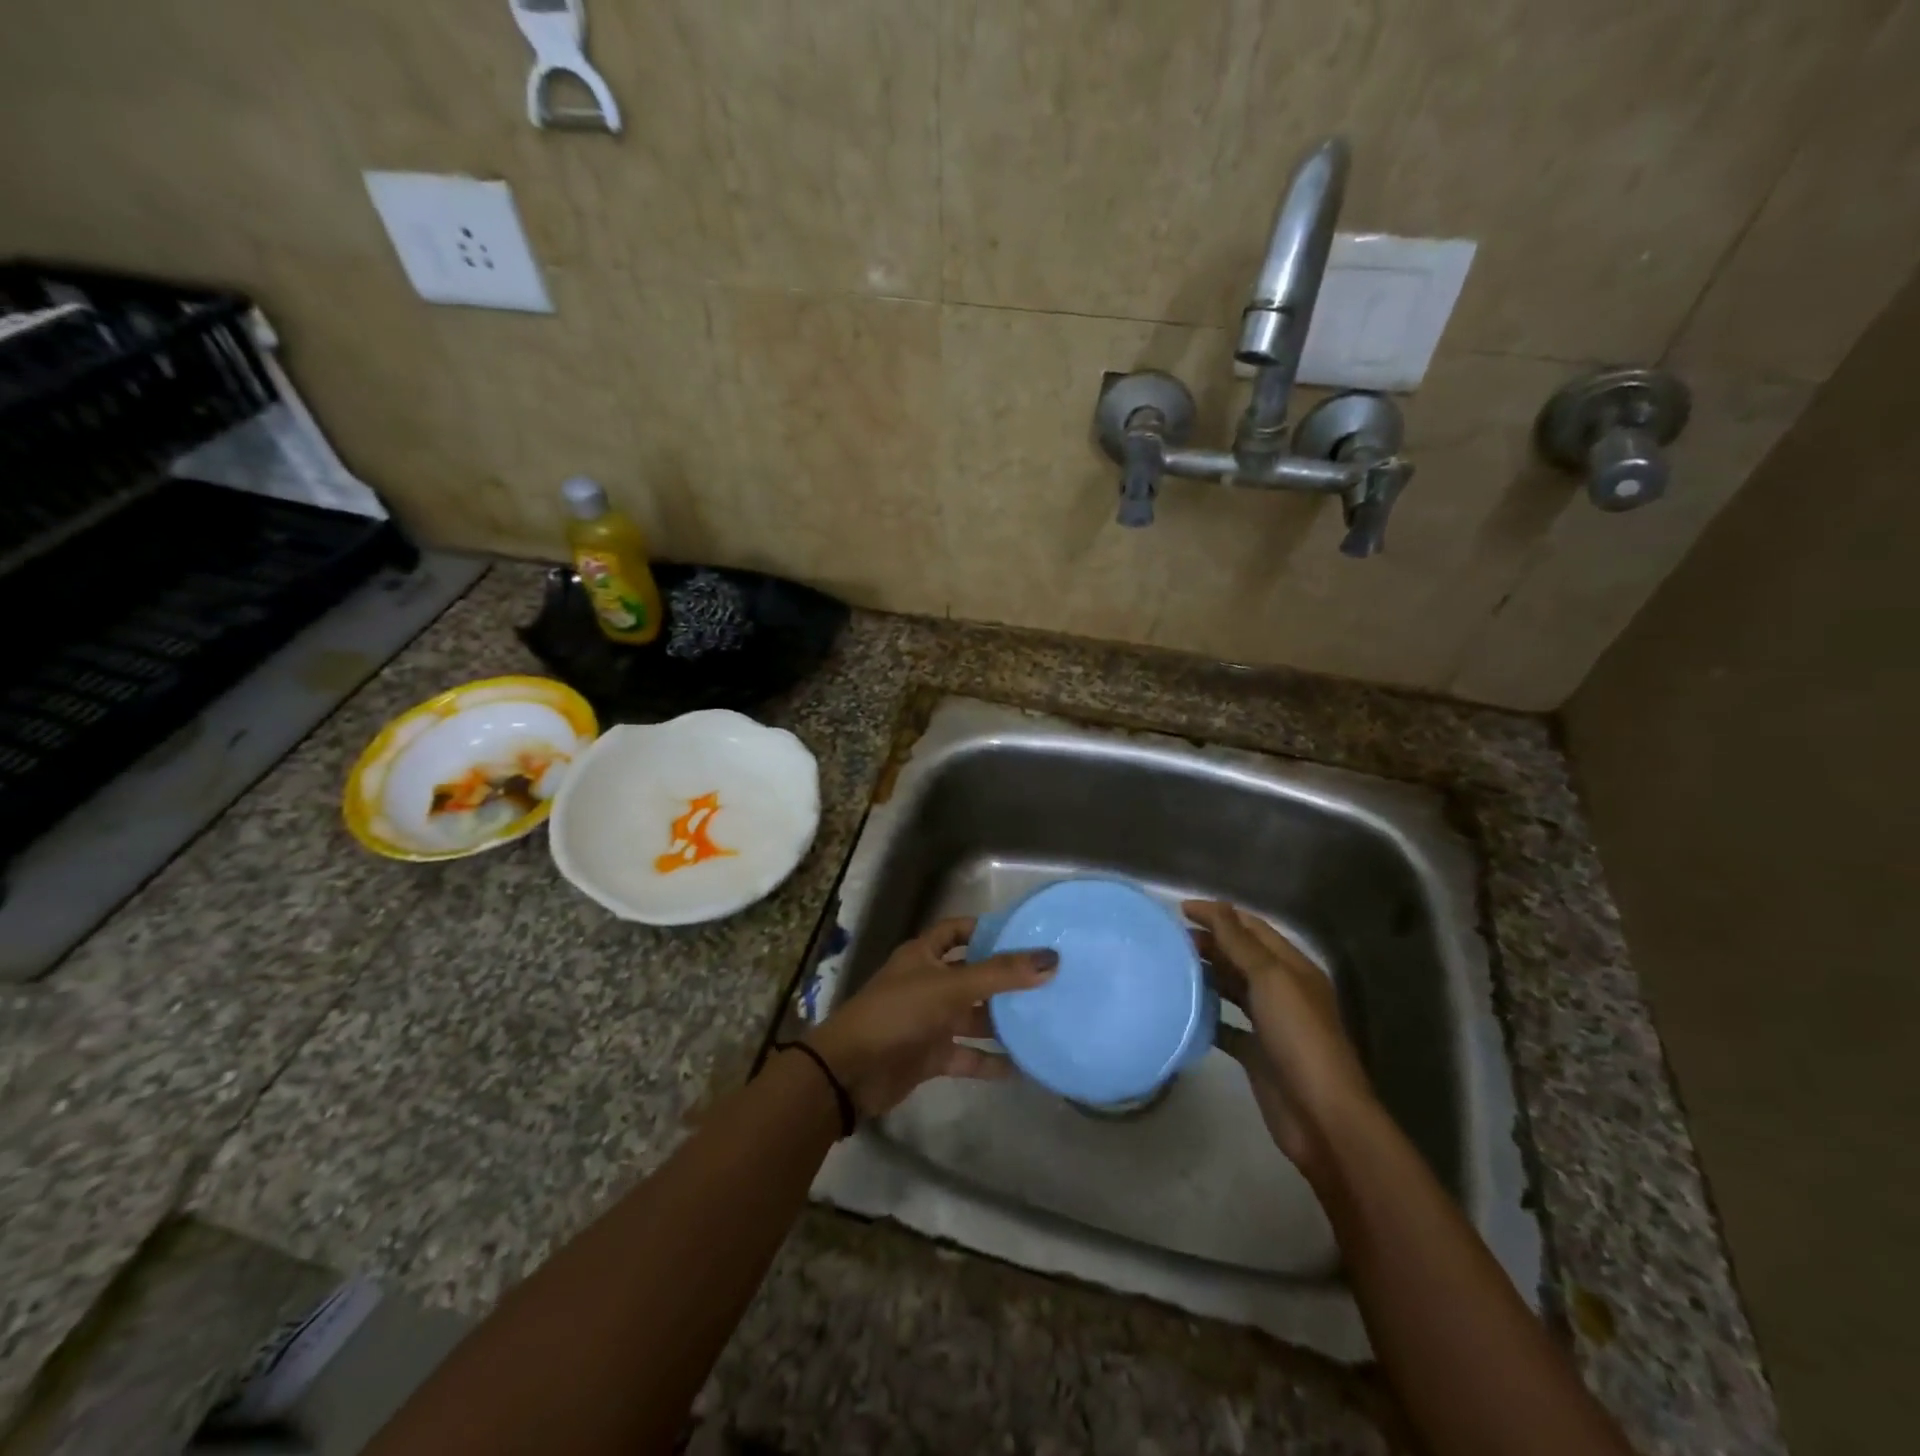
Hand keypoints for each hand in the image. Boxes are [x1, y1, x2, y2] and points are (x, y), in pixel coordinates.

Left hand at [804, 918, 1056, 1117]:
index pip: (958, 930)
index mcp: (924, 955)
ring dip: (1003, 1021)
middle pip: (973, 975)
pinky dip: (991, 1060)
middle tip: (1050, 980)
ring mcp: (929, 1020)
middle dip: (1005, 978)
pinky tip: (1024, 1066)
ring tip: (1046, 1020)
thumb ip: (1000, 974)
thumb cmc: (898, 1014)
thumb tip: (1051, 958)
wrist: (851, 1073)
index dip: (986, 929)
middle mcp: (928, 983)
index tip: (1025, 934)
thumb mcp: (950, 987)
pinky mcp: (931, 1055)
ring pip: (973, 1016)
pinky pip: (968, 1055)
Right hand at [1185, 900, 1374, 1175]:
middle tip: (1170, 939)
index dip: (1219, 914)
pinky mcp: (1257, 1054)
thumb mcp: (1270, 979)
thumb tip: (1215, 906)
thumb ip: (1240, 942)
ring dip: (1207, 974)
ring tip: (1171, 966)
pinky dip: (1207, 1015)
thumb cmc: (1299, 1038)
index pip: (1253, 928)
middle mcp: (1284, 991)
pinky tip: (1183, 1009)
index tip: (1180, 910)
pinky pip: (1227, 1026)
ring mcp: (1271, 1024)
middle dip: (1210, 942)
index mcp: (1294, 968)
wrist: (1322, 1117)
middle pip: (1242, 956)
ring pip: (1234, 988)